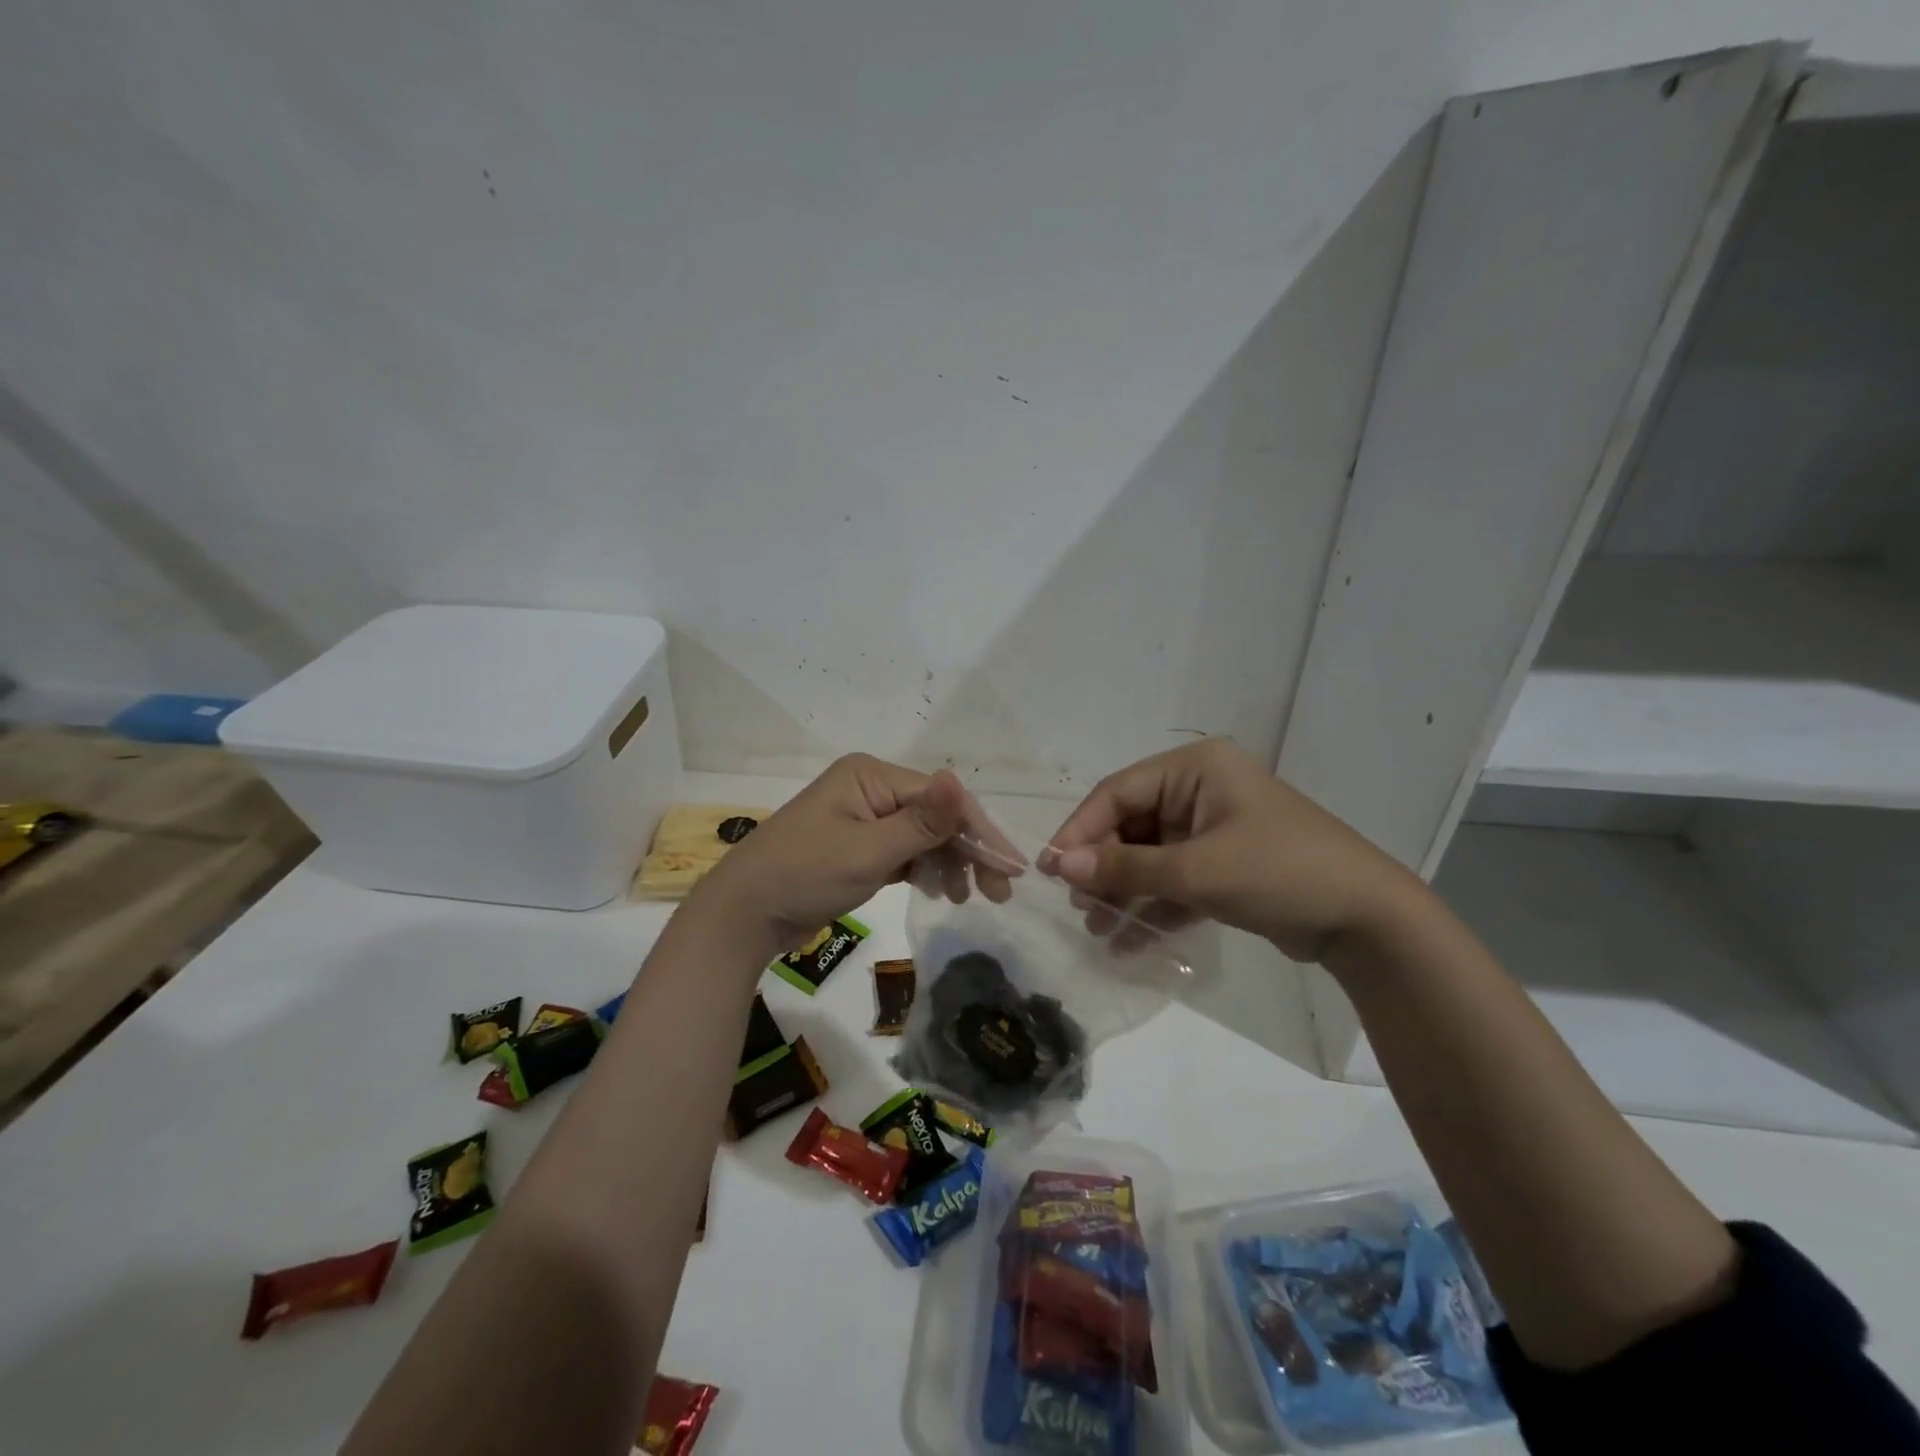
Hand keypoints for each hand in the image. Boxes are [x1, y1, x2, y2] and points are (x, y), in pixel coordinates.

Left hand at [688, 754, 1015, 958]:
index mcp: (871, 775)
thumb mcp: (869, 852)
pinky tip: (940, 890)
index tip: (1012, 868)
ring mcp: (863, 816)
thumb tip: (961, 779)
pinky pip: (903, 850)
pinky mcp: (858, 844)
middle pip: (935, 814)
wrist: (744, 914)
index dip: (979, 831)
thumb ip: (922, 822)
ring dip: (948, 862)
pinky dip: (924, 868)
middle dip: (967, 850)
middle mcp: (870, 788)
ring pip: (922, 834)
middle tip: (997, 892)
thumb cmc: (805, 875)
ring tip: (965, 898)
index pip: (940, 798)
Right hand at [1043, 739, 1418, 962]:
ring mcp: (1212, 828)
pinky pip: (1173, 879)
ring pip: (1149, 855)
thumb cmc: (1280, 873)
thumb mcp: (1197, 870)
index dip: (1080, 829)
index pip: (1118, 792)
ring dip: (1122, 890)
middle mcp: (1199, 790)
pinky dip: (1151, 906)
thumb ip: (1125, 867)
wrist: (1368, 921)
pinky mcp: (1223, 865)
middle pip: (1131, 824)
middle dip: (1102, 866)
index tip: (1050, 869)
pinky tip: (1125, 940)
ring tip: (1096, 928)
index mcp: (1195, 768)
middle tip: (1077, 906)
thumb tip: (1059, 865)